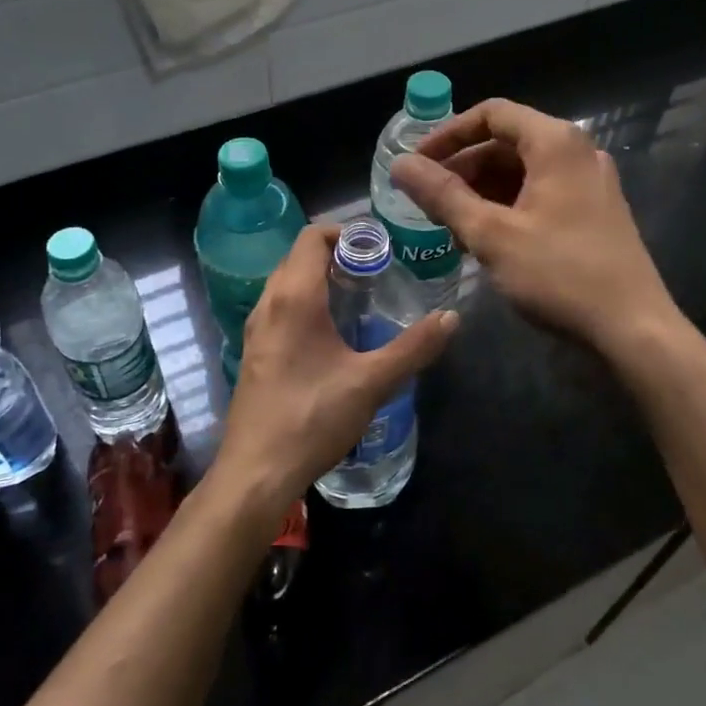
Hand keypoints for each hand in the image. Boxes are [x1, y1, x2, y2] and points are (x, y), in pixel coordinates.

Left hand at [211, 224, 456, 519]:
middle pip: (299, 257)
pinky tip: (333, 335)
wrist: (256, 473)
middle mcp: (269, 303)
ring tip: (359, 299)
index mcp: (294, 297)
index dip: (345, 232)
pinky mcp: (255, 352)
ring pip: (287, 284)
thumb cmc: (312, 417)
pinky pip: (281, 309)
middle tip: (377, 272)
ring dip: (320, 280)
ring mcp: (256, 329)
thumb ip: (413, 347)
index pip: (312, 237)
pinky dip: (306, 304)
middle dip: (337, 255)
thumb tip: (451, 317)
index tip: (379, 248)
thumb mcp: (371, 382)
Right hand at [390, 98, 678, 356]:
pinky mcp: (594, 212)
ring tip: (450, 225)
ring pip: (522, 171)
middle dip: (463, 168)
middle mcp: (577, 152)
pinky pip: (540, 194)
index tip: (417, 164)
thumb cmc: (559, 274)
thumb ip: (442, 195)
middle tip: (428, 200)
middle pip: (507, 142)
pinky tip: (485, 240)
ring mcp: (590, 183)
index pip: (491, 114)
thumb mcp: (491, 234)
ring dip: (482, 191)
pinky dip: (507, 207)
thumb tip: (400, 165)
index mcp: (555, 143)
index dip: (447, 134)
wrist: (633, 329)